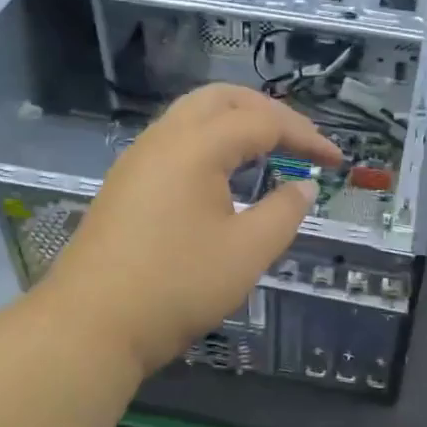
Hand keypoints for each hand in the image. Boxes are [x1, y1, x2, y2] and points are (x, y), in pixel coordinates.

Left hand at [43, 83, 341, 373]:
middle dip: (268, 113)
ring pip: (194, 116)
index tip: (336, 162)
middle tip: (301, 143)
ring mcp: (138, 159)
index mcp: (195, 146)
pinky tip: (225, 175)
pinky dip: (211, 143)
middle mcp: (163, 138)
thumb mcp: (247, 252)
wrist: (90, 326)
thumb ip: (284, 213)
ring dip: (236, 123)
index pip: (262, 121)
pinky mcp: (125, 183)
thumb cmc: (176, 286)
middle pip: (222, 99)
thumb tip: (303, 187)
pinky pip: (176, 141)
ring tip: (269, 151)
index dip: (305, 137)